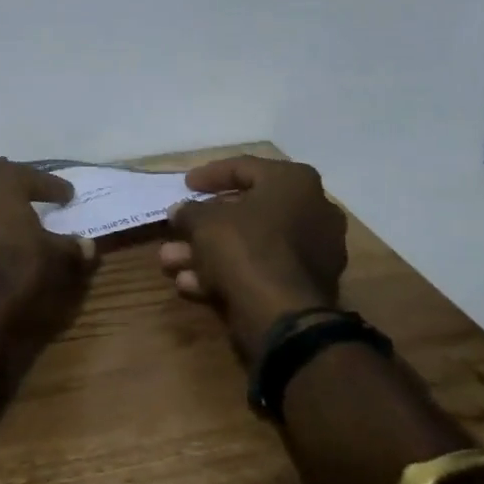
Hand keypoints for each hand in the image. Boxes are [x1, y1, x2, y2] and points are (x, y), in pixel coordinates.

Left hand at [0, 158, 98, 353]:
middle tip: (38, 191)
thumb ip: (73, 247)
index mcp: (3, 180)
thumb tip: (89, 246)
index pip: (34, 177)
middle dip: (19, 180)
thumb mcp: (55, 256)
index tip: (68, 195)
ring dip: (0, 200)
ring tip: (21, 214)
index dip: (54, 186)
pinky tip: (2, 236)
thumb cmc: (17, 266)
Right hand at [157, 156, 346, 362]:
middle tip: (176, 227)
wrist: (283, 315)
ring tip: (170, 261)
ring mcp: (313, 251)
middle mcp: (312, 211)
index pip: (244, 167)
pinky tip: (190, 284)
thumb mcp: (204, 221)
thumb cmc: (245, 248)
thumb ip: (190, 211)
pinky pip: (261, 268)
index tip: (185, 184)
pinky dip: (227, 272)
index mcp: (295, 183)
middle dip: (204, 222)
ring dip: (207, 251)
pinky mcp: (306, 285)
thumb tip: (180, 211)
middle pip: (246, 210)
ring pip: (250, 243)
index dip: (209, 175)